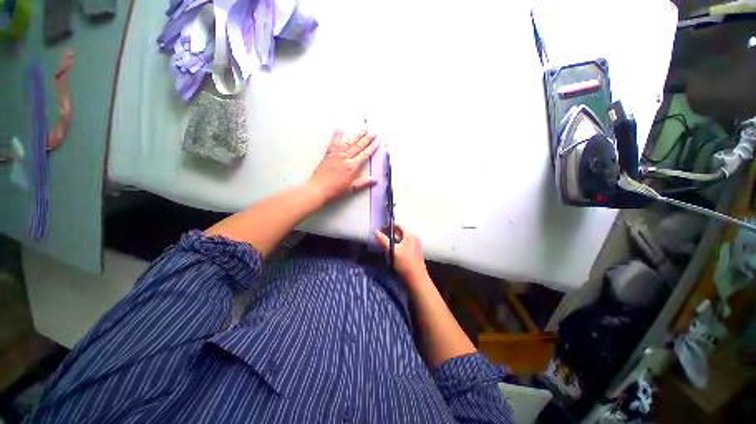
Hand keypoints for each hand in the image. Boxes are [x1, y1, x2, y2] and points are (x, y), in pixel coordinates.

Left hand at [308, 129, 379, 202]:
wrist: (319, 189)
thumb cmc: (335, 190)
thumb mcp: (352, 188)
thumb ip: (364, 182)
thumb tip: (375, 180)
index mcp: (352, 166)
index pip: (365, 154)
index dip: (372, 147)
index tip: (378, 141)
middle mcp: (345, 158)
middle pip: (358, 146)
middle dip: (367, 138)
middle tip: (373, 132)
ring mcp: (336, 155)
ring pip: (349, 142)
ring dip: (357, 135)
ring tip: (363, 129)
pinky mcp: (328, 155)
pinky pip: (333, 143)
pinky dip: (337, 135)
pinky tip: (340, 129)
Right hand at [374, 224, 428, 283]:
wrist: (416, 279)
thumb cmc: (405, 263)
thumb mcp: (392, 250)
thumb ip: (383, 240)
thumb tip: (375, 231)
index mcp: (410, 235)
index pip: (398, 225)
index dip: (389, 226)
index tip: (380, 229)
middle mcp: (414, 238)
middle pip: (400, 232)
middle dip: (390, 234)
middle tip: (380, 237)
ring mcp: (415, 246)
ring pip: (401, 240)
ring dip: (393, 241)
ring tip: (383, 244)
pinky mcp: (414, 253)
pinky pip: (404, 245)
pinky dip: (397, 246)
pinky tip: (391, 251)